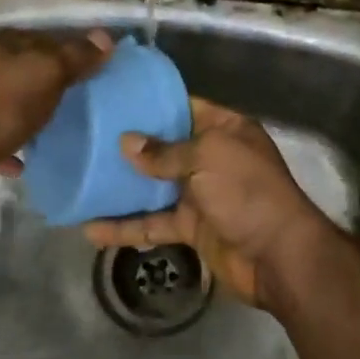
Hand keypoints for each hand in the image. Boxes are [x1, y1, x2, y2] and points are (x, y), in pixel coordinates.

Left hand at [0, 27, 112, 169]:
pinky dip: (6, 143)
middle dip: (43, 81)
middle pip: (18, 68)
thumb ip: (75, 55)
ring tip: (49, 129)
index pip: (39, 36)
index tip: (90, 68)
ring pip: (2, 100)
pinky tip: (21, 160)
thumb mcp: (46, 73)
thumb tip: (105, 37)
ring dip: (23, 112)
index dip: (66, 48)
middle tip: (74, 99)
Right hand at [83, 98, 336, 309]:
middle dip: (130, 146)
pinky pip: (154, 223)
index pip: (185, 108)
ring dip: (122, 188)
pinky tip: (92, 230)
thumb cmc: (247, 193)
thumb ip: (166, 151)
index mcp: (225, 131)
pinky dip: (126, 227)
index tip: (114, 101)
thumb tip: (127, 143)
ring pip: (154, 187)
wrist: (278, 257)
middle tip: (87, 138)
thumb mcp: (209, 158)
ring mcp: (201, 194)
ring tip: (81, 182)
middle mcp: (213, 158)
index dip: (152, 104)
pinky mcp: (191, 228)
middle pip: (165, 147)